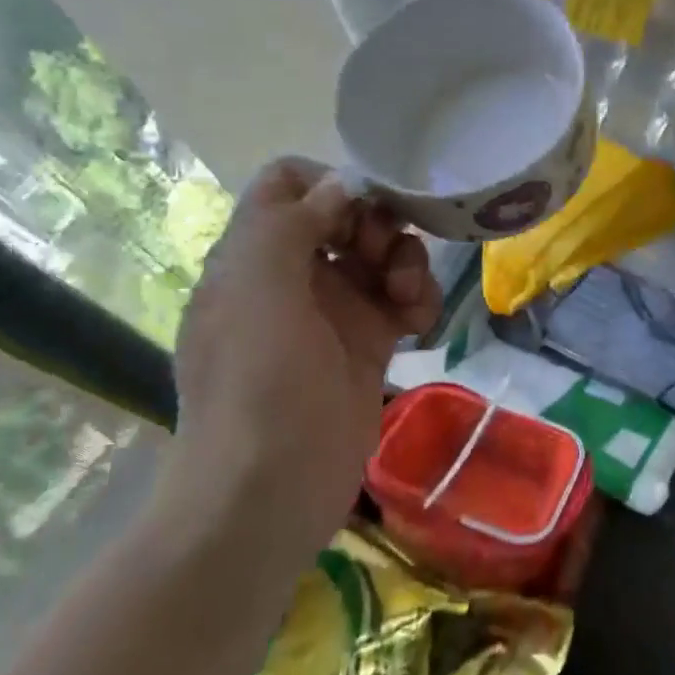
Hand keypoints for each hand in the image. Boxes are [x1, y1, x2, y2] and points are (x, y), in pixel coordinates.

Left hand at [162, 159, 441, 563]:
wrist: (271, 491)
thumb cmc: (256, 385)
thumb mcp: (257, 290)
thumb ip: (290, 223)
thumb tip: (341, 187)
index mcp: (254, 255)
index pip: (288, 185)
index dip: (328, 183)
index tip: (363, 207)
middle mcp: (293, 275)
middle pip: (347, 216)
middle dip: (377, 224)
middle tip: (383, 257)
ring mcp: (334, 312)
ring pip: (382, 256)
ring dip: (407, 263)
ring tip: (410, 297)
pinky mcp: (370, 345)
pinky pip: (404, 300)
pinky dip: (419, 301)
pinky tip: (420, 324)